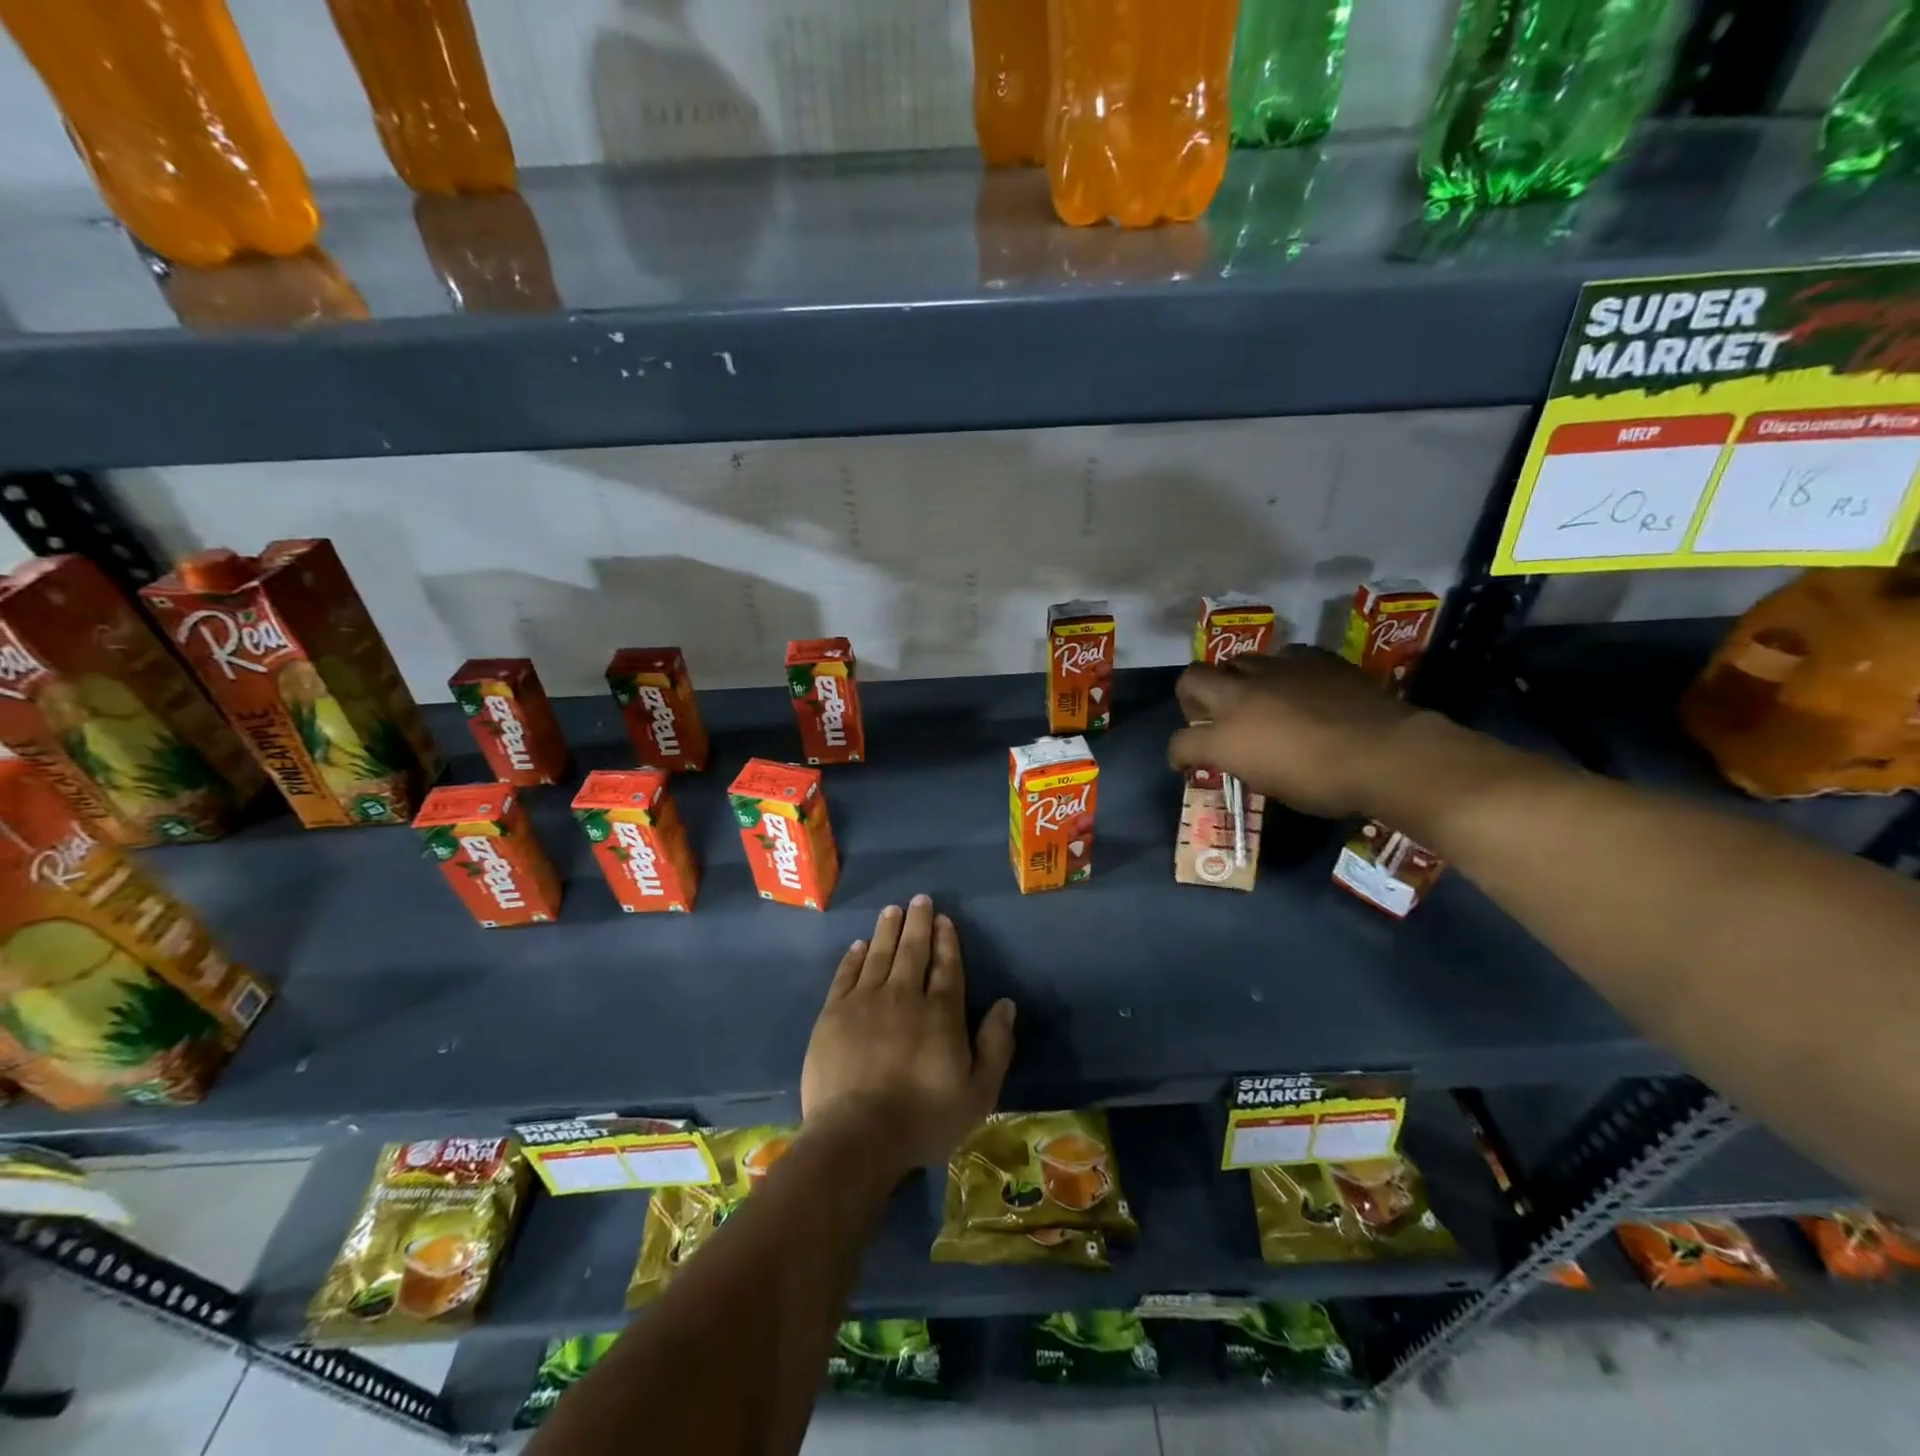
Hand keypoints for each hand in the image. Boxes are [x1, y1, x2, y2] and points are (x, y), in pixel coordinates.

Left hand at [801, 896, 1016, 1174]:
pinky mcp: (833, 1015)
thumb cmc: (923, 1119)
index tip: (944, 919)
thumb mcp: (978, 1093)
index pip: (946, 966)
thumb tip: (1006, 1004)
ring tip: (892, 910)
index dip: (946, 941)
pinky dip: (853, 957)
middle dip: (918, 922)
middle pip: (912, 951)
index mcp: (940, 1013)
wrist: (856, 1136)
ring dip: (887, 930)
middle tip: (919, 899)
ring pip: (879, 955)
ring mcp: (865, 1002)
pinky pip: (846, 975)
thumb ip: (995, 1045)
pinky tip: (859, 945)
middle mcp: (904, 996)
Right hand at [1167, 647, 1424, 817]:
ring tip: (1255, 696)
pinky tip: (1297, 686)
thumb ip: (1246, 763)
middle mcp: (1239, 696)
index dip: (1178, 754)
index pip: (1181, 742)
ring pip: (1237, 661)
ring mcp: (1274, 671)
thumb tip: (1244, 756)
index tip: (1185, 762)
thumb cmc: (1326, 785)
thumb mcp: (1273, 785)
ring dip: (1236, 679)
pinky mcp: (1310, 658)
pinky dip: (1280, 672)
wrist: (1386, 753)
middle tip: (1208, 714)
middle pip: (1192, 678)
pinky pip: (1283, 657)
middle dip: (1190, 696)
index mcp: (1226, 738)